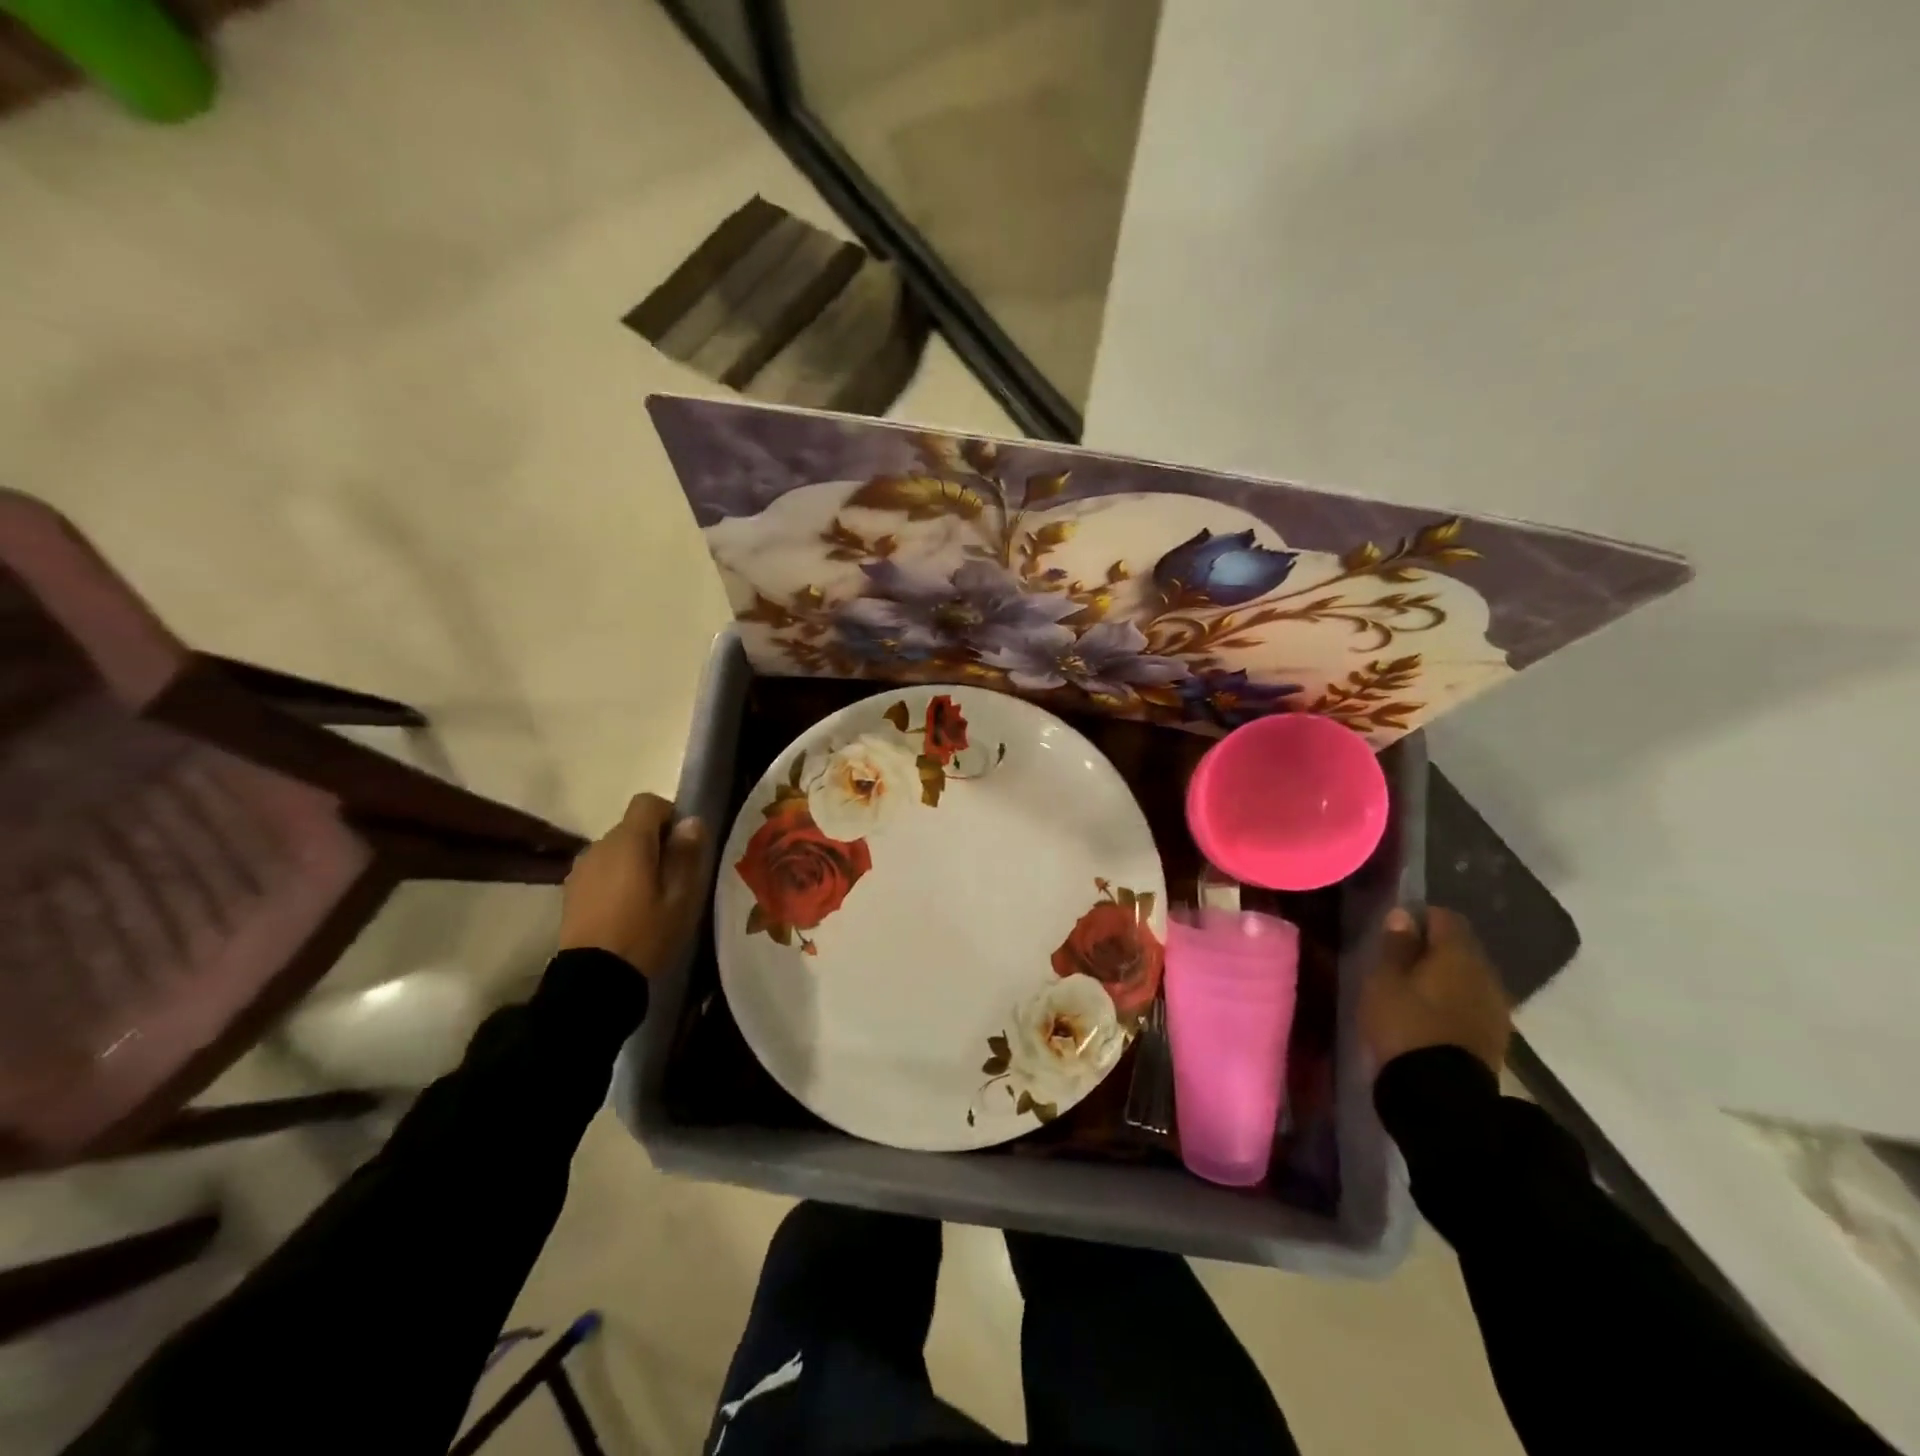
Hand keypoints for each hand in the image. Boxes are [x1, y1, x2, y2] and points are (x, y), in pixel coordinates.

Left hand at [558, 793, 705, 975]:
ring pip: (616, 850)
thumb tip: (691, 821)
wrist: (594, 979)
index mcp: (629, 842)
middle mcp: (600, 846)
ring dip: (634, 862)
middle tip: (673, 878)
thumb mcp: (681, 896)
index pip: (648, 803)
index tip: (683, 844)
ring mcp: (581, 868)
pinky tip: (625, 910)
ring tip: (649, 897)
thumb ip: (686, 854)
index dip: (670, 815)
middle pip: (631, 827)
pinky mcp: (570, 891)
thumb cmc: (646, 933)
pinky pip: (601, 870)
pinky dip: (616, 879)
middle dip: (655, 842)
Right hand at [1360, 906, 1510, 1074]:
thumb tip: (1404, 915)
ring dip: (1445, 977)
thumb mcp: (1384, 980)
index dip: (1420, 917)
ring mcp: (1496, 1007)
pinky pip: (1473, 1003)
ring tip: (1414, 991)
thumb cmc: (1405, 1025)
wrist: (1441, 1094)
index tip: (1395, 931)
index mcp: (1458, 954)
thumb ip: (1395, 945)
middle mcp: (1486, 974)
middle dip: (1433, 948)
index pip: (1445, 917)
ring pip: (1469, 977)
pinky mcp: (1496, 1036)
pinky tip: (1432, 1015)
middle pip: (1461, 947)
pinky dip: (1454, 1001)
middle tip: (1399, 962)